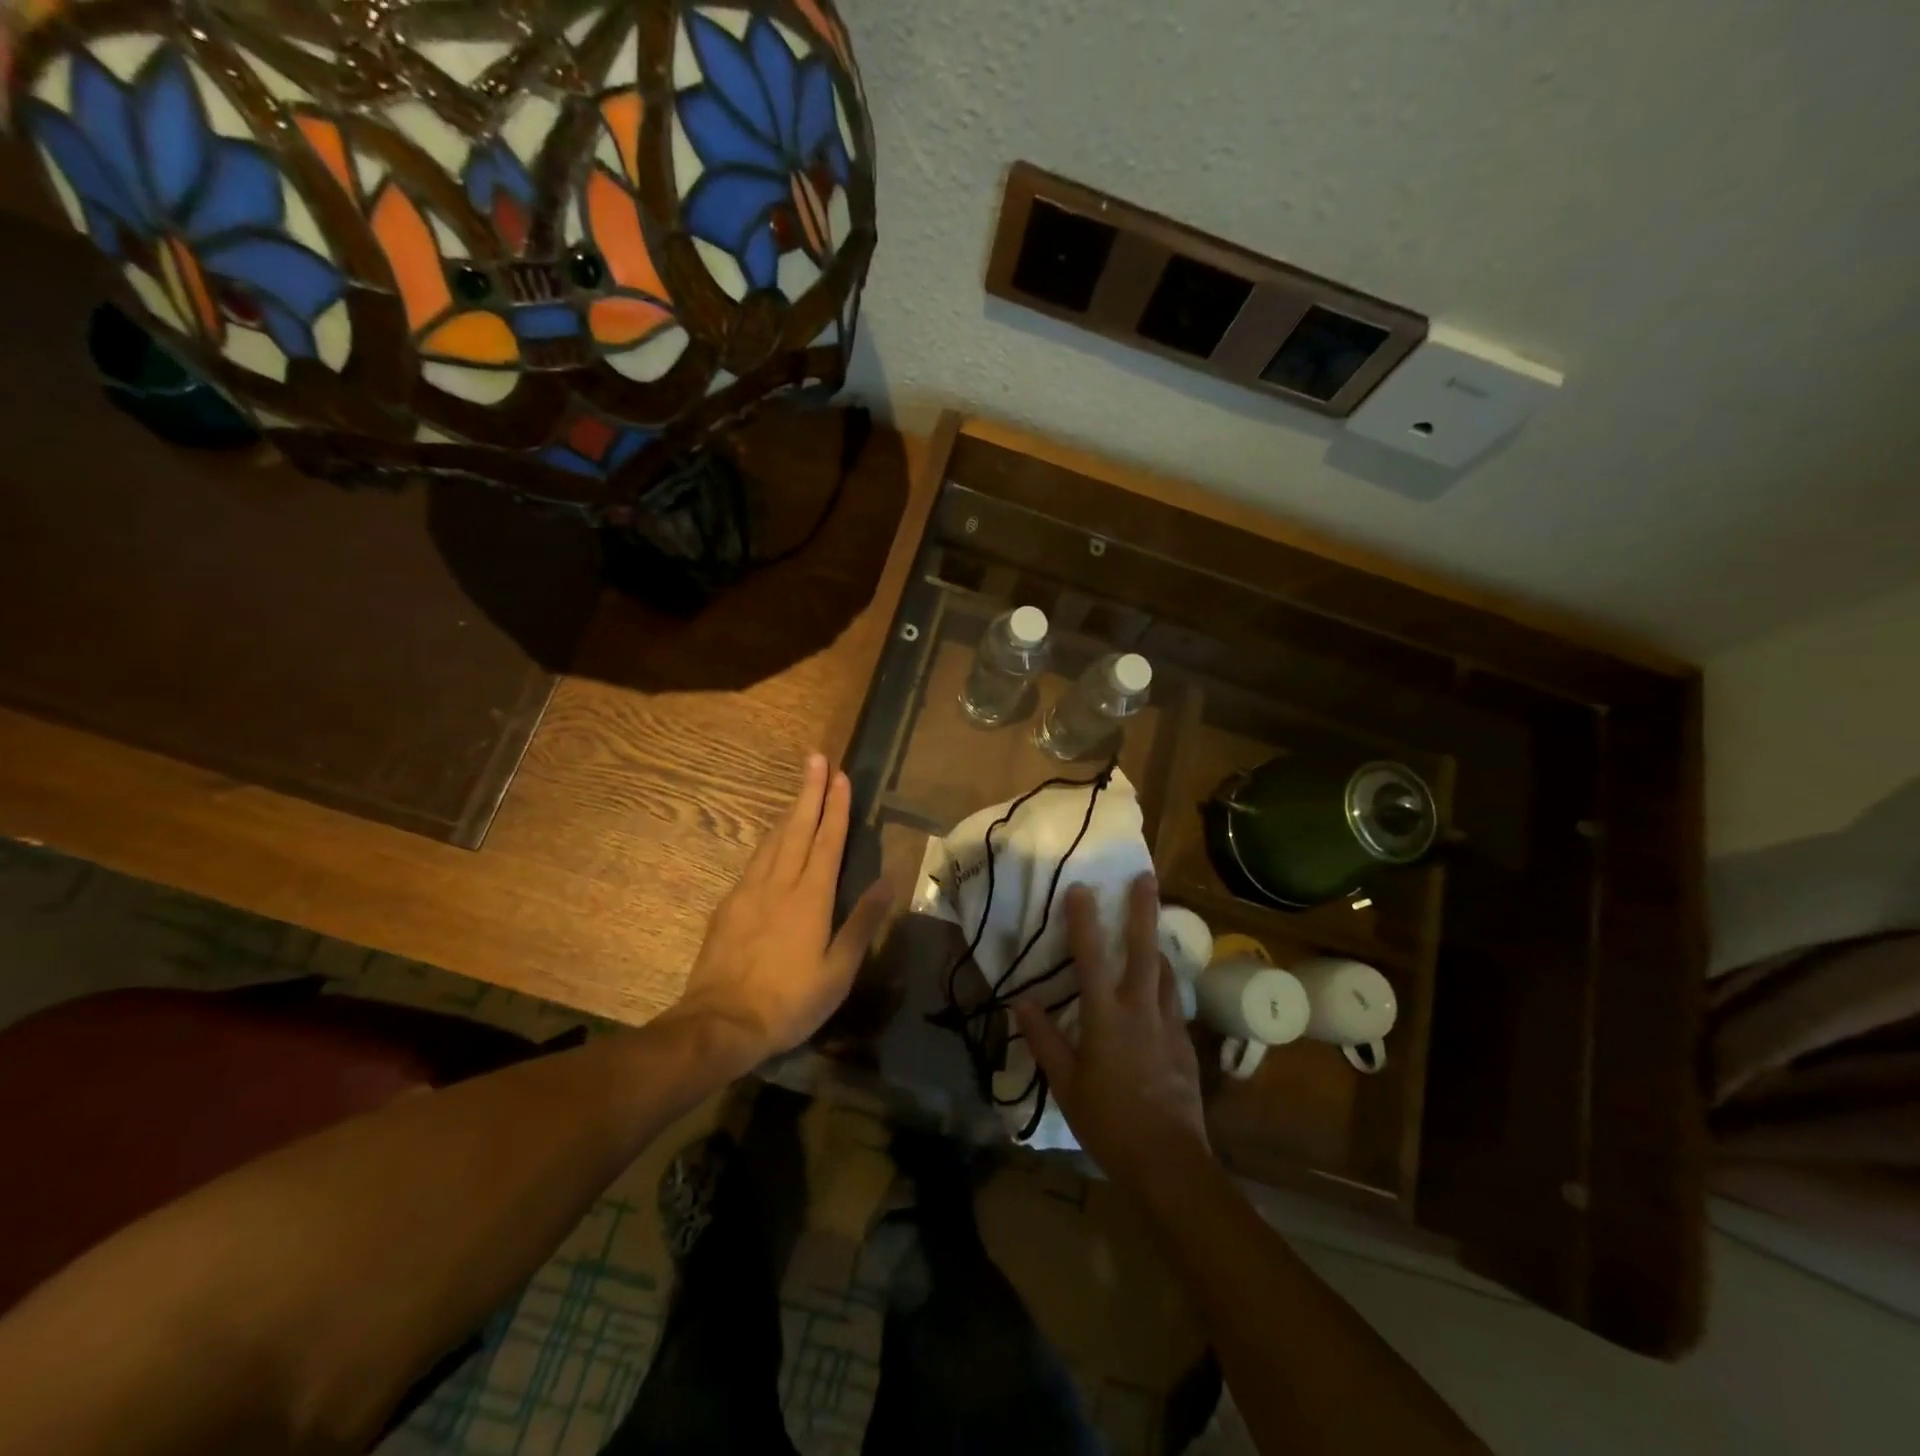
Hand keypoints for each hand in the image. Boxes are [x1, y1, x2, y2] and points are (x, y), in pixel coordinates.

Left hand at [674, 754, 890, 1062]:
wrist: (720, 1023)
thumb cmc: (789, 1001)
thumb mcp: (838, 970)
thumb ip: (862, 922)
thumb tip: (889, 880)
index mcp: (810, 897)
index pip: (827, 841)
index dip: (836, 807)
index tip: (840, 776)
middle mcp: (779, 883)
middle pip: (797, 828)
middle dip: (809, 792)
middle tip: (816, 759)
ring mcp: (749, 891)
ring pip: (772, 840)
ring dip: (789, 812)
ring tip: (800, 791)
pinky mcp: (729, 905)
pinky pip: (755, 861)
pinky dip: (769, 841)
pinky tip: (771, 842)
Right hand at [1015, 874, 1209, 1197]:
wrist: (1169, 1161)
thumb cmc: (1109, 1122)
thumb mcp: (1066, 1084)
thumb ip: (1044, 1040)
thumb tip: (1022, 1002)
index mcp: (1106, 1017)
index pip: (1090, 958)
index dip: (1083, 920)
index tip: (1081, 888)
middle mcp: (1141, 1009)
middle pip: (1144, 949)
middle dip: (1144, 909)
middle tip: (1146, 877)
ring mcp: (1168, 1024)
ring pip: (1165, 972)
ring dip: (1157, 945)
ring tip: (1152, 929)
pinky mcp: (1185, 1042)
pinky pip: (1174, 999)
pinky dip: (1165, 982)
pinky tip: (1160, 987)